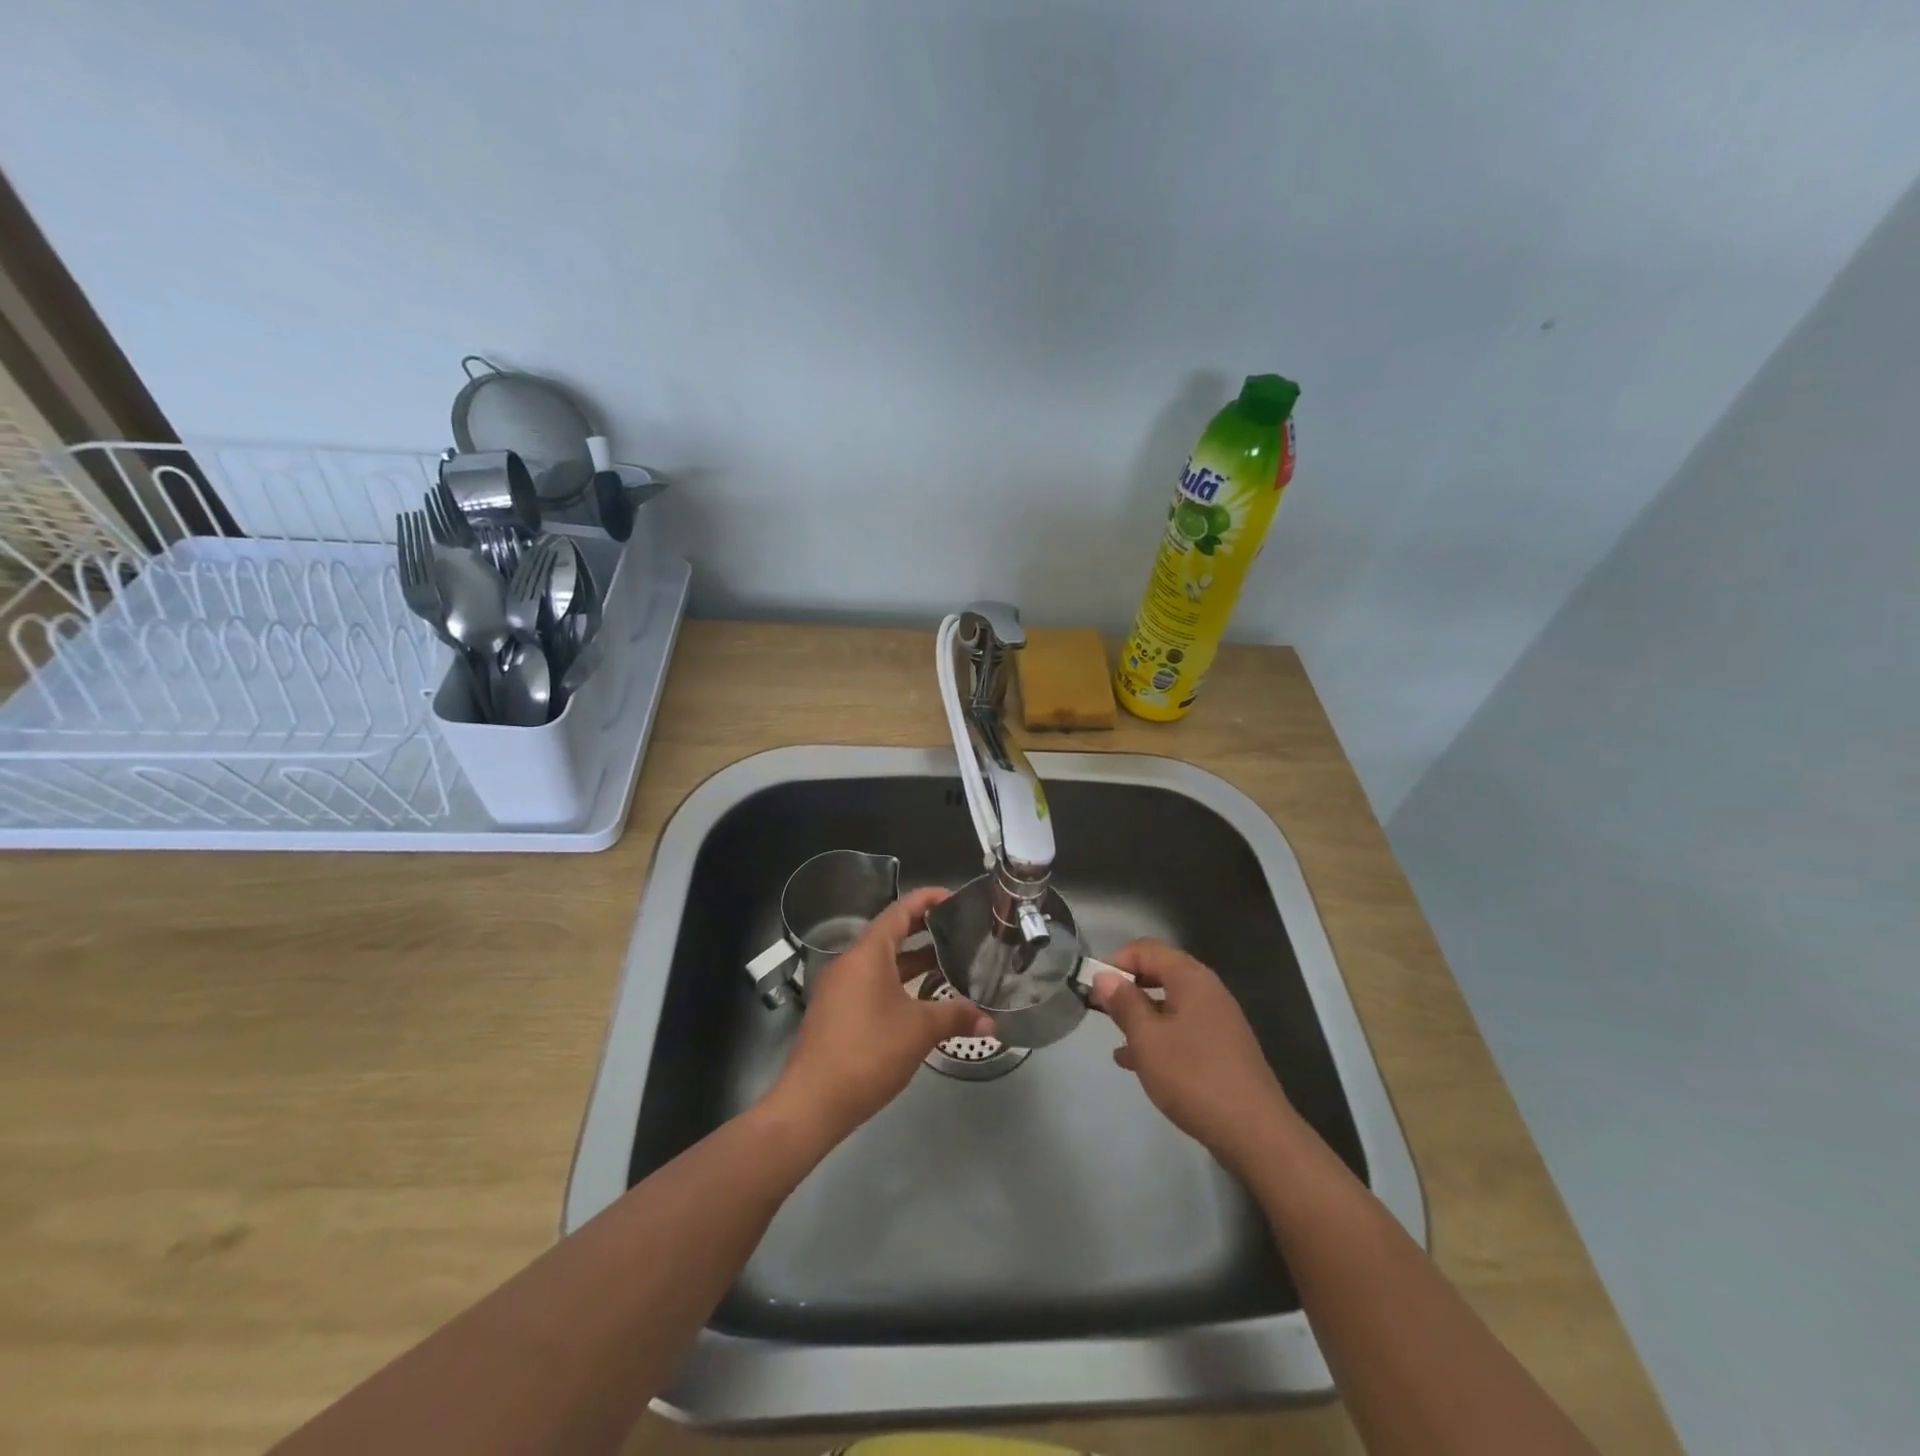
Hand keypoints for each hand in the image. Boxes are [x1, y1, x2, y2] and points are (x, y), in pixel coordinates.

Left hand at [763, 887, 992, 1145]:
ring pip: (880, 963)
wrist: (813, 1101)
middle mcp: (849, 962)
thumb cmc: (868, 1052)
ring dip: (911, 961)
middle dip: (923, 930)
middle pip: (889, 935)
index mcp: (867, 954)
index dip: (926, 900)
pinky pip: (870, 984)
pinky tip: (920, 1000)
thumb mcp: (919, 1030)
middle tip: (957, 929)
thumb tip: (990, 1020)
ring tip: (947, 964)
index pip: (899, 912)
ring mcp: (839, 988)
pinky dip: (897, 982)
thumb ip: (956, 1016)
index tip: (953, 896)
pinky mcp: (836, 1012)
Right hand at [1090, 939, 1294, 1173]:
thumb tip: (1104, 976)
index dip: (1117, 961)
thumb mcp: (1147, 1038)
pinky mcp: (1222, 1050)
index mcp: (1191, 978)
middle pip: (1160, 973)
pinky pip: (1183, 1030)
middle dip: (1128, 988)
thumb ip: (1124, 1003)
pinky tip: (1137, 1064)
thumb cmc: (1193, 1076)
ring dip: (1141, 1016)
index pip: (1147, 949)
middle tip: (1102, 1011)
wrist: (1255, 1133)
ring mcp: (1219, 1021)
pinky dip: (1159, 1038)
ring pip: (1170, 1005)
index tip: (1094, 987)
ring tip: (1115, 1039)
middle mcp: (1208, 991)